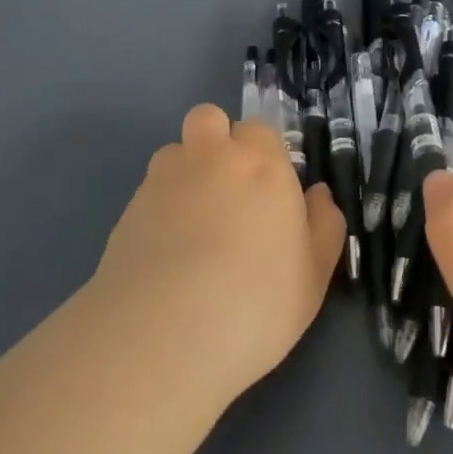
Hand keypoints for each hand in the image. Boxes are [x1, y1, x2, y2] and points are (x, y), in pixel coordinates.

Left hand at [92, 104, 345, 410]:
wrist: (165, 334)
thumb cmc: (257, 303)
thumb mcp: (313, 275)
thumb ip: (323, 225)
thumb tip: (317, 194)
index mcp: (262, 164)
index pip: (261, 131)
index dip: (264, 156)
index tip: (269, 193)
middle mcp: (212, 157)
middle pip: (210, 119)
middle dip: (217, 141)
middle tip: (228, 192)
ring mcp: (164, 178)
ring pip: (176, 151)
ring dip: (185, 171)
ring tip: (192, 222)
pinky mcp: (128, 207)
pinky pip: (149, 190)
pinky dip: (159, 206)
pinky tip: (165, 251)